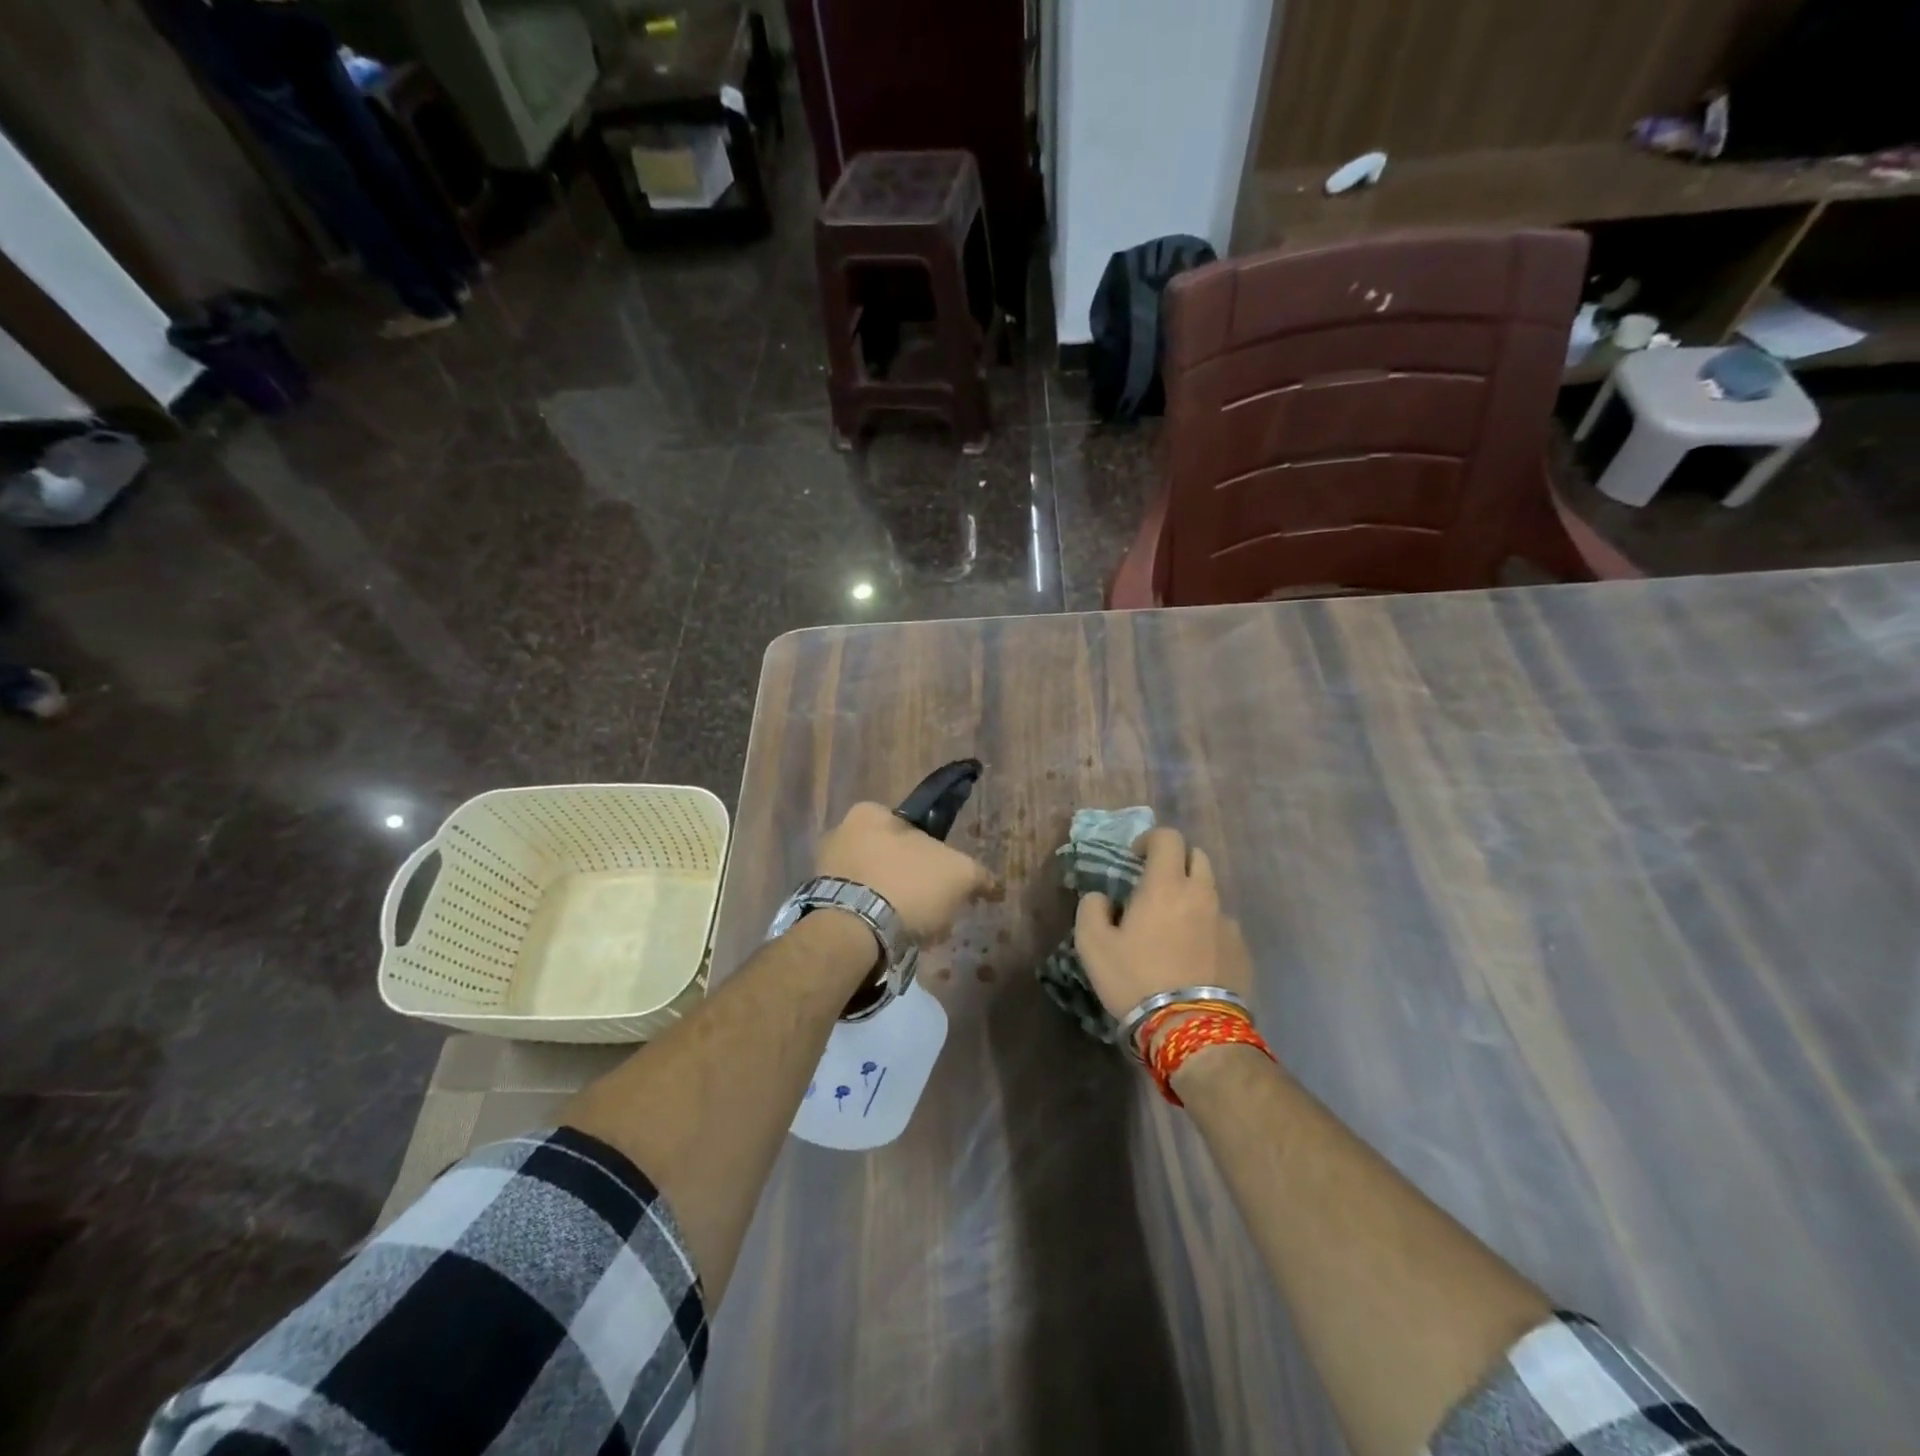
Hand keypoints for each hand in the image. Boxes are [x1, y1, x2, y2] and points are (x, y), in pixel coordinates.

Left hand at [816, 801, 991, 939]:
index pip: (910, 827)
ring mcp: (824, 870)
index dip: (932, 853)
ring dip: (893, 904)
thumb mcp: (959, 874)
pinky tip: (891, 939)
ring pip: (875, 884)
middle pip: (891, 857)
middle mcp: (840, 832)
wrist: (853, 932)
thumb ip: (977, 874)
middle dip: (912, 881)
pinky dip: (874, 921)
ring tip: (914, 931)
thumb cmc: (907, 886)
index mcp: (870, 812)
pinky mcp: (818, 904)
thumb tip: (991, 885)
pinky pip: (857, 908)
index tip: (943, 880)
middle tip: (932, 908)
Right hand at [1075, 826, 1254, 1020]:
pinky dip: (1206, 927)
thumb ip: (1091, 909)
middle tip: (1155, 885)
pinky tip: (1193, 955)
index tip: (1135, 857)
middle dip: (1176, 862)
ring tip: (1174, 925)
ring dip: (1192, 896)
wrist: (1192, 1030)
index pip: (1168, 837)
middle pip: (1197, 857)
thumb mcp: (1093, 945)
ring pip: (1211, 892)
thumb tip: (1101, 897)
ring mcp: (1226, 922)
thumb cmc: (1136, 980)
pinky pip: (1222, 925)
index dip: (1150, 839)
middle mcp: (1202, 894)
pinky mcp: (1241, 950)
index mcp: (1166, 885)